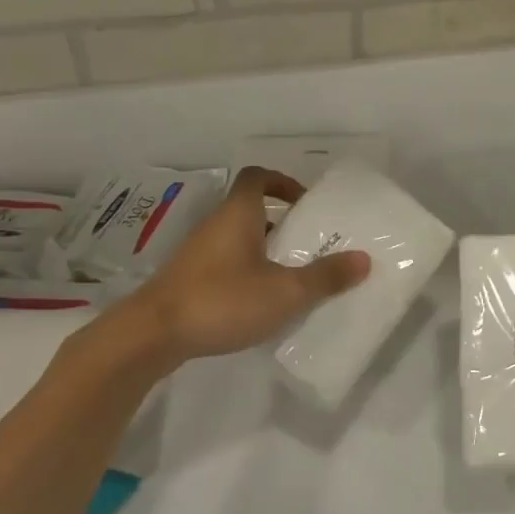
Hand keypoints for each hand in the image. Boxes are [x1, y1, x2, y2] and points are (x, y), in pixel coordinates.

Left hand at [117, 166, 369, 373]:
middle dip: (281, 222)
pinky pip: (224, 264)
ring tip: (291, 274)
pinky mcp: (187, 281)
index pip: (258, 177)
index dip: (282, 182)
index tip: (305, 203)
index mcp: (238, 214)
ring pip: (237, 239)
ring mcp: (197, 253)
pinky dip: (245, 272)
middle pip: (250, 209)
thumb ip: (325, 277)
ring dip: (263, 249)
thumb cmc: (221, 299)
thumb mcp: (284, 291)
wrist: (149, 336)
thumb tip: (365, 259)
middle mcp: (216, 225)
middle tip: (309, 243)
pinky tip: (259, 302)